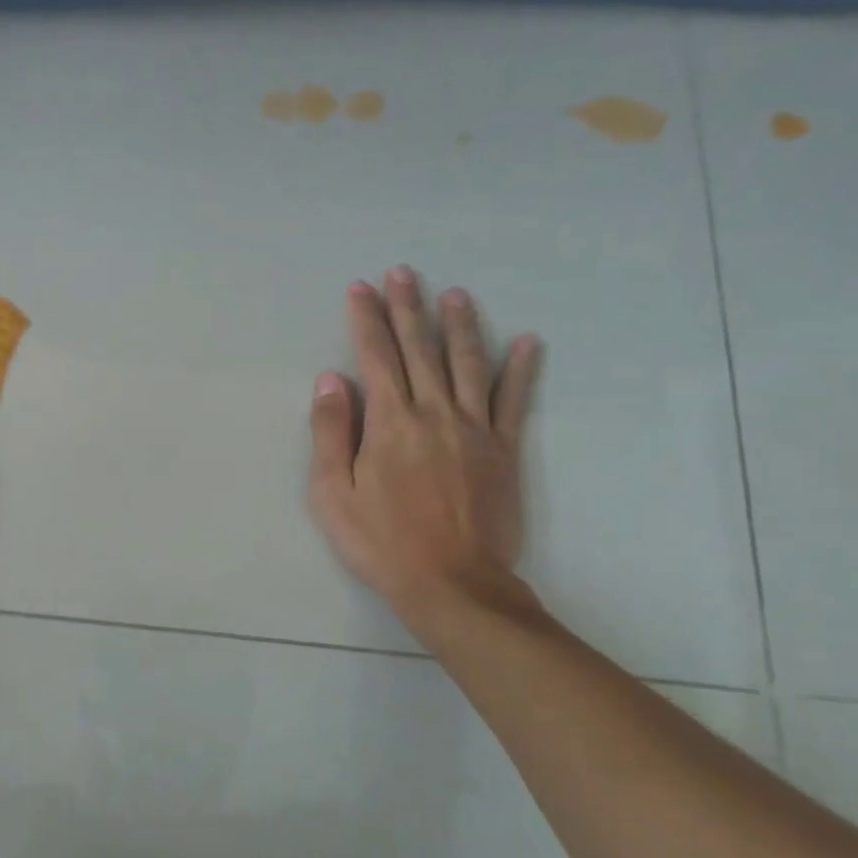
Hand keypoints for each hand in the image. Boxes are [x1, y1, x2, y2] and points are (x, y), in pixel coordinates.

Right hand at [308, 266, 542, 638]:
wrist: (452, 583)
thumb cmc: (381, 541)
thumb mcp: (332, 492)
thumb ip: (330, 431)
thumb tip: (331, 379)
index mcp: (390, 422)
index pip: (376, 356)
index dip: (367, 319)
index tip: (361, 289)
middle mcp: (434, 413)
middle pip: (420, 349)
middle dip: (408, 308)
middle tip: (402, 273)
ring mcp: (475, 429)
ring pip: (468, 363)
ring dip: (459, 325)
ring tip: (454, 294)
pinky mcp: (504, 450)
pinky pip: (514, 400)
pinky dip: (521, 369)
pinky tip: (527, 342)